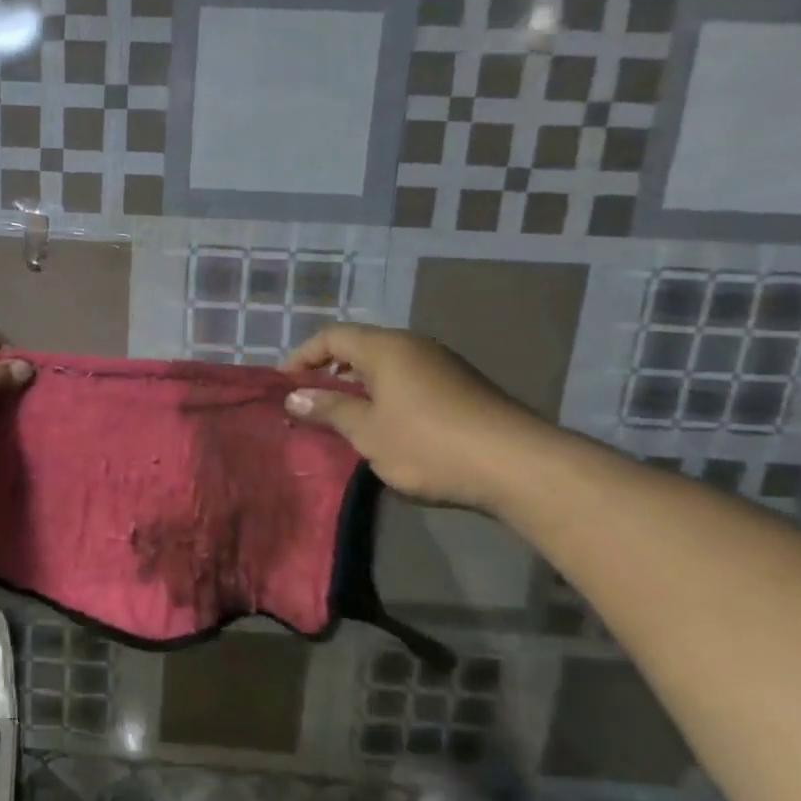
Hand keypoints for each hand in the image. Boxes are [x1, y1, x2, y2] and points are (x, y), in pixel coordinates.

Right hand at [281, 323, 556, 512]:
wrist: (516, 464)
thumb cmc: (429, 443)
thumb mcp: (368, 431)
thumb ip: (329, 410)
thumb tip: (294, 396)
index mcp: (386, 347)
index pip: (332, 336)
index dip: (302, 356)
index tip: (284, 384)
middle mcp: (414, 345)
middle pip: (360, 347)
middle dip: (330, 370)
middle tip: (310, 401)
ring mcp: (442, 364)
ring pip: (387, 365)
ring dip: (359, 385)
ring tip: (344, 417)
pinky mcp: (462, 387)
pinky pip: (410, 380)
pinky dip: (386, 395)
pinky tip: (387, 427)